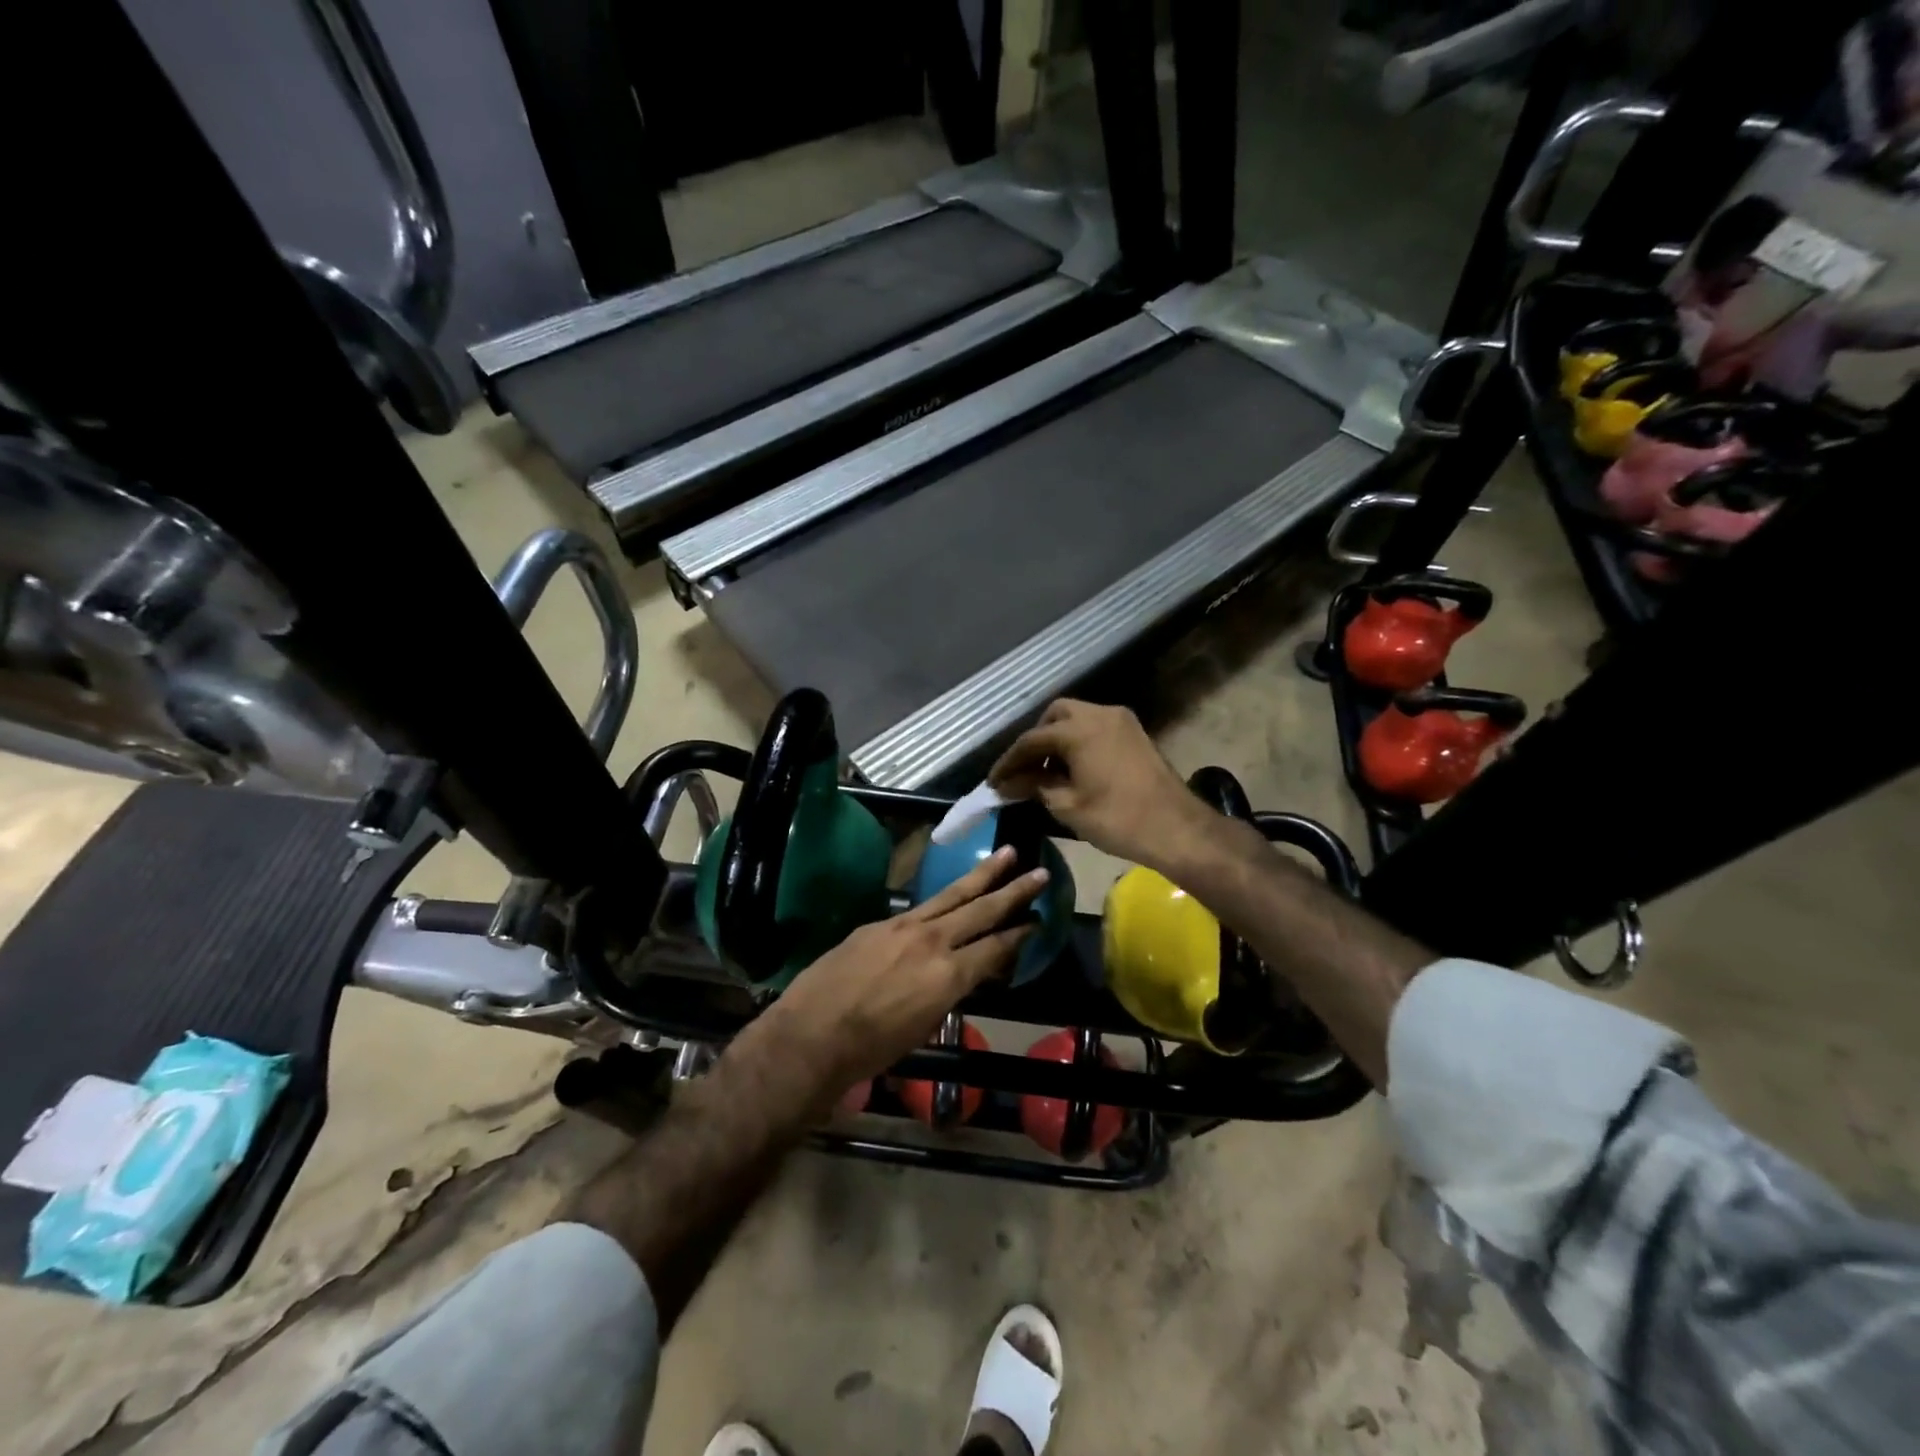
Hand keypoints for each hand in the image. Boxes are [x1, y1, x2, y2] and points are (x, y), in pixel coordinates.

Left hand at [739, 847, 1047, 1105]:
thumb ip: (948, 992)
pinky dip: (942, 899)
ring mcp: (904, 926)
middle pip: (981, 910)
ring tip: (1007, 854)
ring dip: (982, 875)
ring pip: (952, 895)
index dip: (1020, 935)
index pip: (995, 947)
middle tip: (1040, 871)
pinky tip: (951, 894)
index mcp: (948, 975)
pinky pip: (920, 907)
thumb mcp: (924, 1025)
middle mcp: (933, 941)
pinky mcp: (880, 922)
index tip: (1039, 919)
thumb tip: (964, 973)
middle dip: (1014, 891)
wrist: (813, 1033)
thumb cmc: (872, 1048)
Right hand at [988, 699, 1212, 871]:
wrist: (1177, 829)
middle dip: (1036, 741)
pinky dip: (1079, 741)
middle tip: (1024, 771)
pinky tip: (1074, 770)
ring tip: (1048, 773)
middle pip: (1055, 716)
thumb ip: (1035, 787)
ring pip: (1078, 718)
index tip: (993, 782)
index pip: (1031, 740)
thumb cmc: (1117, 819)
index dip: (1009, 762)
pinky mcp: (1136, 734)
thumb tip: (1010, 784)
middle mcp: (1099, 714)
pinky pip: (1097, 727)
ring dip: (1059, 740)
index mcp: (1078, 729)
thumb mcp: (1067, 806)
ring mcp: (1121, 721)